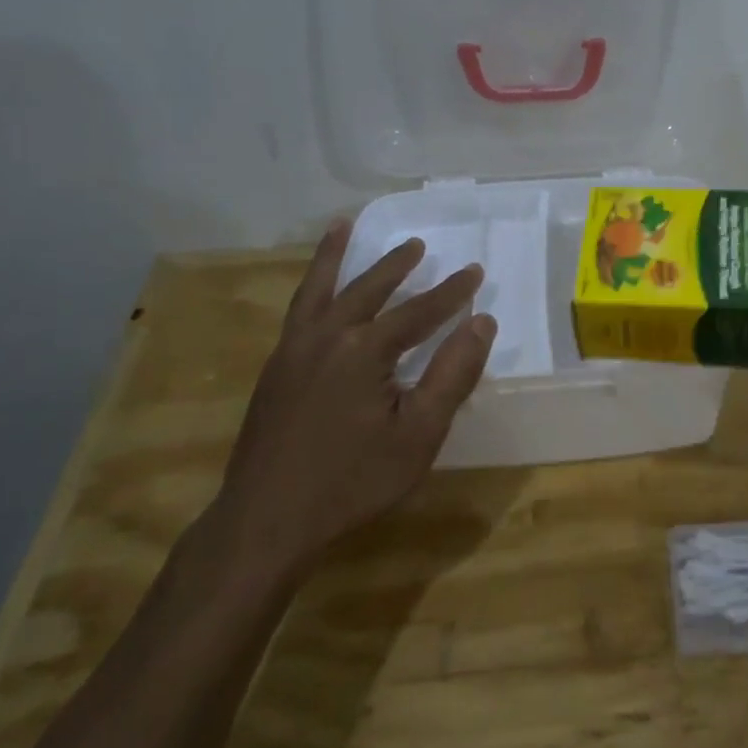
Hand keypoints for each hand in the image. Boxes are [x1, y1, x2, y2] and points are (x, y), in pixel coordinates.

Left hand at [207, 220, 493, 587]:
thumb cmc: (353, 482)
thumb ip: (452, 375)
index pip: (419, 311)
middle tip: (418, 245)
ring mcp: (293, 350)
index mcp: (365, 350)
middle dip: (397, 266)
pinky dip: (309, 286)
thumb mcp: (418, 434)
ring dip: (338, 257)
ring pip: (321, 289)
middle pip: (369, 289)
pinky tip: (316, 291)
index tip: (475, 272)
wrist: (266, 521)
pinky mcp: (274, 368)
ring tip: (345, 226)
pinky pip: (297, 310)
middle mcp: (327, 336)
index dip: (451, 292)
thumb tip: (481, 323)